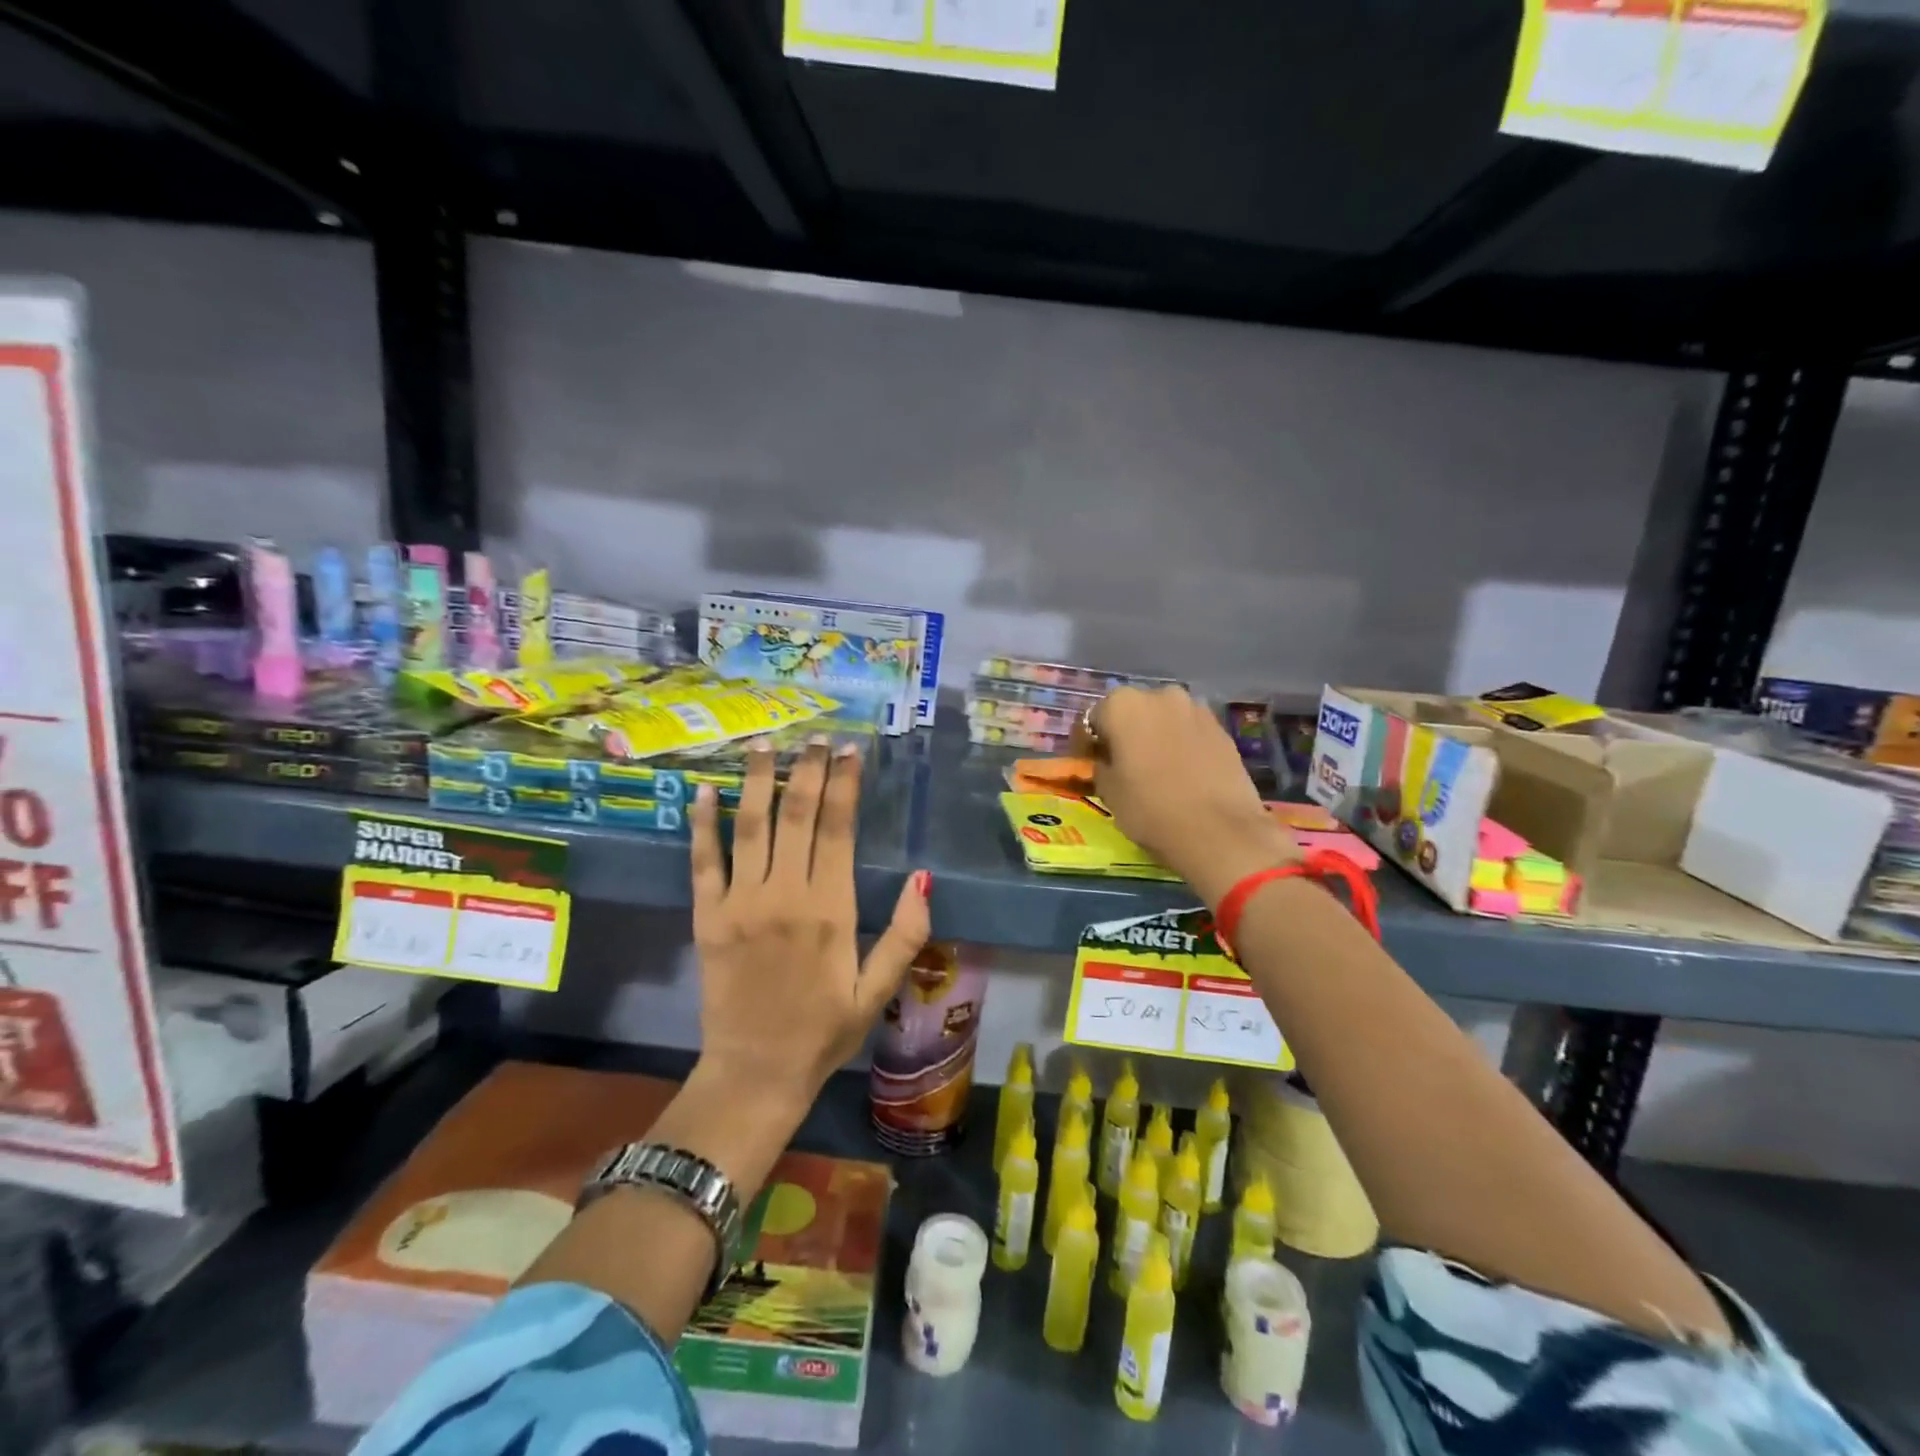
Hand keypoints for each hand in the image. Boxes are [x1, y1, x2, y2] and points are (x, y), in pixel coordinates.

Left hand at [689, 740, 929, 1107]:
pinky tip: (704, 790)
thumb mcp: (879, 990)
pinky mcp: (707, 917)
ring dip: (758, 780)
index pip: (838, 829)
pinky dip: (702, 824)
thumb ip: (906, 934)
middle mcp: (784, 895)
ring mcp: (740, 903)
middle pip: (796, 816)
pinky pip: (703, 861)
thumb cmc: (825, 1030)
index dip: (843, 785)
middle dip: (807, 770)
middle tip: (815, 737)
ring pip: (750, 826)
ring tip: (765, 743)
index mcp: (830, 909)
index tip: (849, 751)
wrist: (755, 1072)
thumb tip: (924, 878)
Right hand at [1079, 687, 1299, 905]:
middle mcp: (1159, 695)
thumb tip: (1106, 761)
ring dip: (1153, 737)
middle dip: (1123, 734)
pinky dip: (1180, 745)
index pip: (1092, 720)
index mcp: (1122, 705)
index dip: (1086, 744)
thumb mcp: (1108, 791)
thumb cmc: (1150, 808)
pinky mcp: (1221, 728)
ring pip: (1163, 719)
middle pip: (1131, 712)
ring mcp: (1195, 709)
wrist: (1219, 831)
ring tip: (1153, 769)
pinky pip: (1188, 732)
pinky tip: (1181, 772)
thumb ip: (1101, 766)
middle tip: (1120, 765)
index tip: (1087, 764)